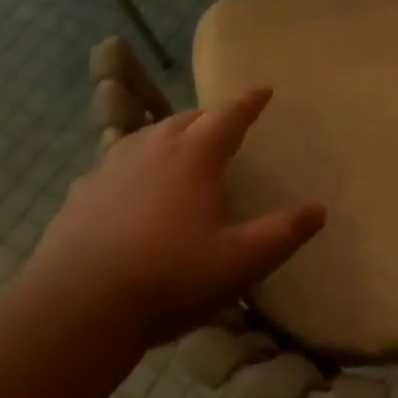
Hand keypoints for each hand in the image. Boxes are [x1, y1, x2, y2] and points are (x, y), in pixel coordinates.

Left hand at [27, 89, 324, 345]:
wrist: (78, 307)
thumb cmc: (170, 277)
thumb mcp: (241, 262)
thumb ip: (283, 233)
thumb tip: (318, 210)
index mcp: (193, 156)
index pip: (228, 116)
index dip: (249, 102)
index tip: (264, 91)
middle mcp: (151, 149)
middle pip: (186, 119)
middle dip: (210, 117)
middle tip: (226, 123)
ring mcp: (110, 168)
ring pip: (146, 136)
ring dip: (170, 134)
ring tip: (181, 145)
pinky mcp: (82, 193)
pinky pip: (116, 163)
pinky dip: (134, 163)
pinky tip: (130, 184)